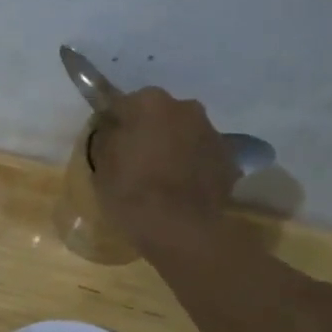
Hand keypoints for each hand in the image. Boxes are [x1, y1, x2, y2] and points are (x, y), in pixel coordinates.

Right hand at [90, 86, 233, 241]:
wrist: (180, 229)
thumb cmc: (131, 192)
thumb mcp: (101, 164)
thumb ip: (107, 137)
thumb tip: (112, 127)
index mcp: (149, 102)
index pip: (123, 105)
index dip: (115, 124)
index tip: (110, 143)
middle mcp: (185, 107)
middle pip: (159, 114)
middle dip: (149, 131)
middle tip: (136, 159)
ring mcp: (212, 132)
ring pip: (185, 133)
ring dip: (174, 146)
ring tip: (162, 177)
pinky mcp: (229, 159)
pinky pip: (203, 156)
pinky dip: (193, 165)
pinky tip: (183, 189)